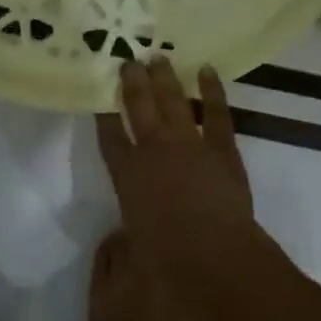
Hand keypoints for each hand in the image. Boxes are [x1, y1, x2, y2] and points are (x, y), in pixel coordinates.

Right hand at [97, 59, 254, 259]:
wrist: (214, 256)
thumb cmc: (167, 263)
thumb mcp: (133, 250)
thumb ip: (125, 240)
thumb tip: (125, 235)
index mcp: (127, 175)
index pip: (109, 137)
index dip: (103, 114)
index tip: (99, 94)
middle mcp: (154, 151)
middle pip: (138, 107)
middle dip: (131, 82)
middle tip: (128, 60)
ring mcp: (189, 145)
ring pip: (173, 101)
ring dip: (165, 78)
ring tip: (158, 57)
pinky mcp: (221, 148)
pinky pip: (215, 111)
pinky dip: (212, 89)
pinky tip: (206, 71)